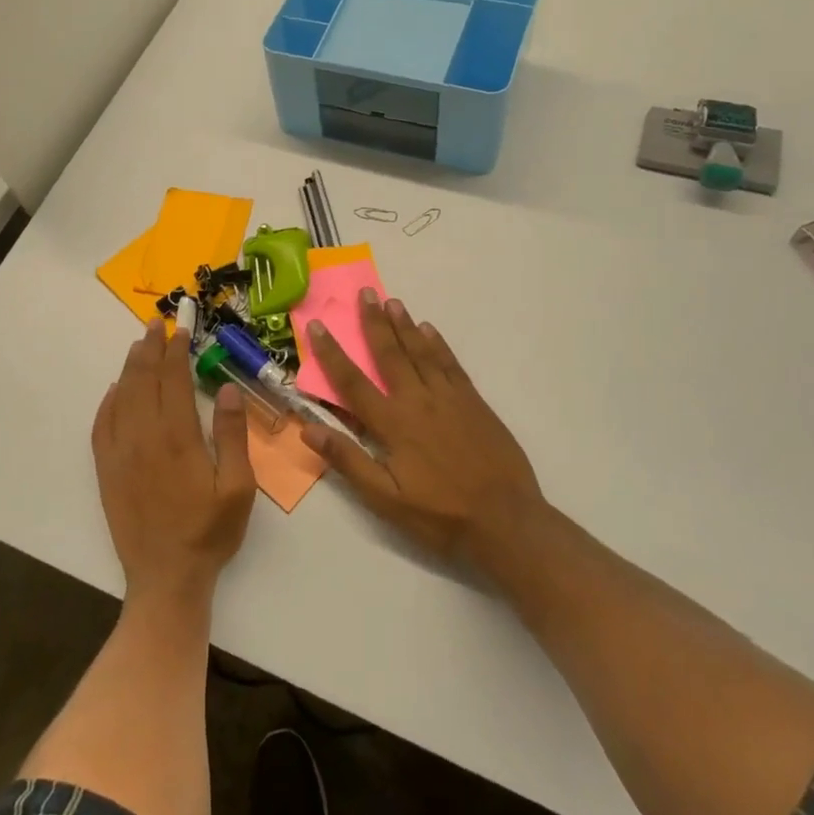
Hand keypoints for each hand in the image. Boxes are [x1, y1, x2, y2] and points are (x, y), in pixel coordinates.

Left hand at [92, 320, 256, 604]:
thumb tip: (225, 389)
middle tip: (156, 324)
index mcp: (178, 437)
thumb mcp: (238, 487)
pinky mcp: (106, 470)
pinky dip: (108, 401)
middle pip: (143, 380)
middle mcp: (143, 437)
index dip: (176, 351)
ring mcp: (120, 453)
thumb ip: (232, 435)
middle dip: (150, 348)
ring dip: (130, 367)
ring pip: (121, 397)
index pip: (173, 380)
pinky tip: (116, 390)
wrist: (166, 577)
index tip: (179, 329)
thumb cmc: (209, 532)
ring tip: (139, 346)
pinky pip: (102, 425)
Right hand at [302, 290, 547, 578]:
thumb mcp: (384, 498)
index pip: (353, 381)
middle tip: (364, 293)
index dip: (332, 353)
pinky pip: (450, 364)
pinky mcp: (473, 402)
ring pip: (421, 352)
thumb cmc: (439, 515)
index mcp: (392, 424)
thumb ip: (348, 460)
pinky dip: (438, 344)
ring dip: (405, 325)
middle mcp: (418, 401)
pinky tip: (429, 330)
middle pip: (390, 354)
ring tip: (392, 301)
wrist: (504, 520)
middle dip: (374, 323)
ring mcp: (449, 398)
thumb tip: (309, 429)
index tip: (317, 325)